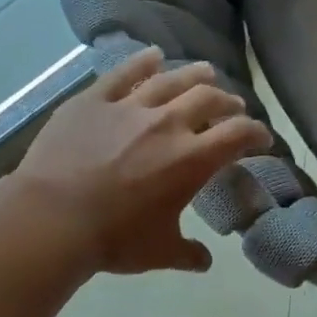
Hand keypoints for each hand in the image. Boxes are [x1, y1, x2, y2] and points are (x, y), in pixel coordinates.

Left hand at [15, 48, 270, 274]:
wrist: (53, 219)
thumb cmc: (115, 239)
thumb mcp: (160, 252)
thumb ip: (188, 254)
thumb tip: (204, 261)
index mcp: (192, 160)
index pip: (237, 135)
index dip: (256, 133)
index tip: (263, 137)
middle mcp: (167, 124)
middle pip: (208, 99)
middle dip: (228, 102)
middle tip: (233, 107)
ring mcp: (128, 108)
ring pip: (170, 80)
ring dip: (194, 75)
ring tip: (206, 72)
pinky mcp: (93, 101)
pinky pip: (122, 74)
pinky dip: (142, 62)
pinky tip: (153, 55)